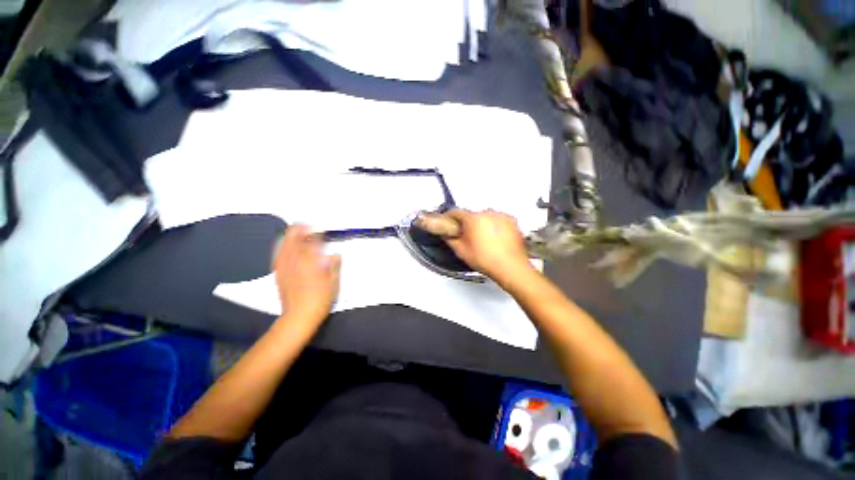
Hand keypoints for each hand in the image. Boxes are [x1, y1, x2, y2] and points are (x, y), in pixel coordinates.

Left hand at [272, 225, 340, 323]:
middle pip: (295, 241)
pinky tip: (282, 244)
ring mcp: (285, 268)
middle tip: (304, 224)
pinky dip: (280, 247)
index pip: (312, 243)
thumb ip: (333, 267)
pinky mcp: (279, 274)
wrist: (299, 316)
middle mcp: (296, 262)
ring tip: (294, 229)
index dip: (315, 234)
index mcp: (312, 264)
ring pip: (284, 246)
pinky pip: (277, 256)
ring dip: (289, 236)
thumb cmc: (320, 300)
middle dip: (299, 230)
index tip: (319, 229)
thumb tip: (335, 255)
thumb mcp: (333, 283)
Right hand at [444, 209, 533, 282]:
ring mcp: (501, 216)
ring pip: (485, 217)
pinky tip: (494, 240)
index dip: (449, 217)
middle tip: (468, 238)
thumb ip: (450, 239)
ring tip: (483, 241)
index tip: (449, 221)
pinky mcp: (511, 221)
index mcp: (473, 219)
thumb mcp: (461, 252)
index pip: (455, 212)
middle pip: (471, 215)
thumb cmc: (489, 261)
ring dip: (482, 225)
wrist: (511, 267)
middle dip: (468, 224)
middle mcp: (488, 214)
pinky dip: (494, 226)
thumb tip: (447, 235)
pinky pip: (498, 220)